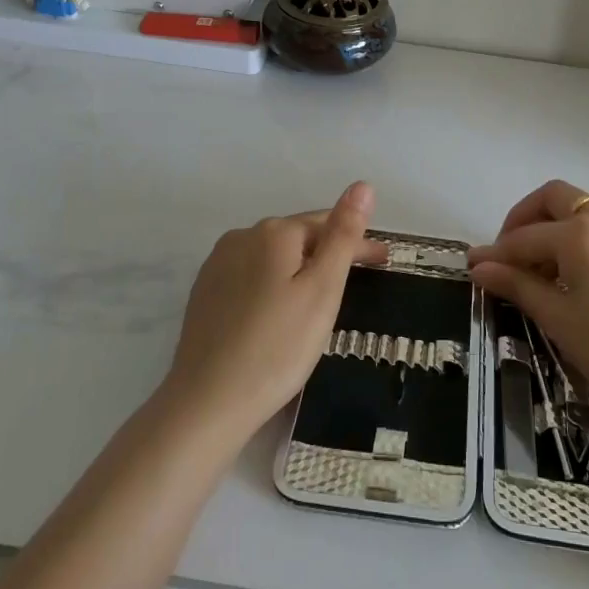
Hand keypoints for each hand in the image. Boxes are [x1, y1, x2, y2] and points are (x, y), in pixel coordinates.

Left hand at [162, 182, 385, 448]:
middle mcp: (241, 237)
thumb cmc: (278, 347)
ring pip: (273, 258)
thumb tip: (362, 185)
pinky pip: (251, 278)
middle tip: (359, 284)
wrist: (207, 402)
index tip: (384, 262)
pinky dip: (273, 287)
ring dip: (300, 269)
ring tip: (321, 299)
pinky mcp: (204, 294)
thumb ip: (344, 235)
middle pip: (298, 238)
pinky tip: (279, 312)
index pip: (327, 224)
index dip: (358, 242)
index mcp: (273, 232)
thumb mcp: (323, 290)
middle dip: (329, 254)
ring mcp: (217, 265)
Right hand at [467, 179, 588, 436]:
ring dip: (552, 228)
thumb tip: (479, 266)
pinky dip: (578, 238)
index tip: (472, 267)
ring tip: (539, 273)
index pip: (524, 237)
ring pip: (580, 211)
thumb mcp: (559, 319)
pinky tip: (573, 276)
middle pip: (553, 198)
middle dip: (523, 220)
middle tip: (507, 256)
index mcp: (580, 233)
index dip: (495, 253)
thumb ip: (517, 285)